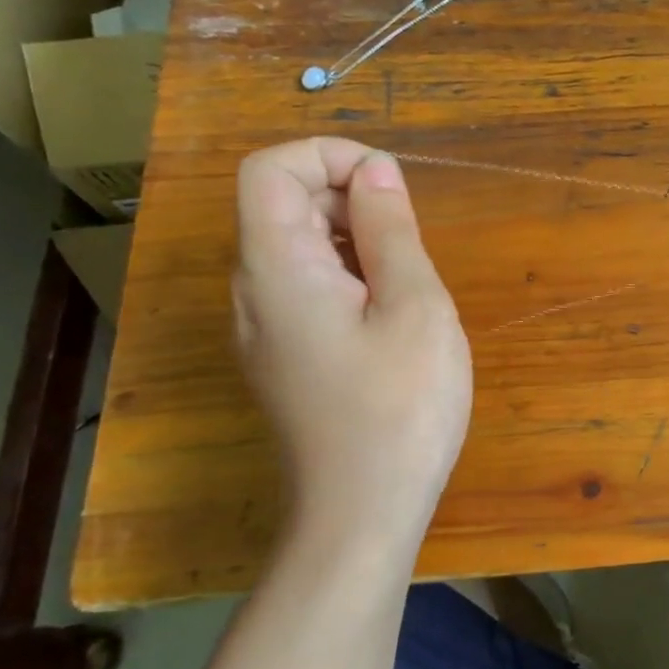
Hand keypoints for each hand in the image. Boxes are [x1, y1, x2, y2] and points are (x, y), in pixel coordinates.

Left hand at [232, 139, 471, 554]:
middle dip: (350, 199)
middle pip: (282, 205)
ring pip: (298, 249)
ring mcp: (264, 330)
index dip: (329, 155)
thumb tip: (375, 171)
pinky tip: (393, 319)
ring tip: (411, 284)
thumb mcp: (414, 307)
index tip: (392, 186)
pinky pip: (308, 290)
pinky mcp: (285, 359)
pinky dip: (351, 278)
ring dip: (356, 241)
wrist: (362, 513)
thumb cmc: (400, 406)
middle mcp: (253, 292)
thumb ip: (391, 231)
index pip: (270, 169)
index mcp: (276, 268)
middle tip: (414, 243)